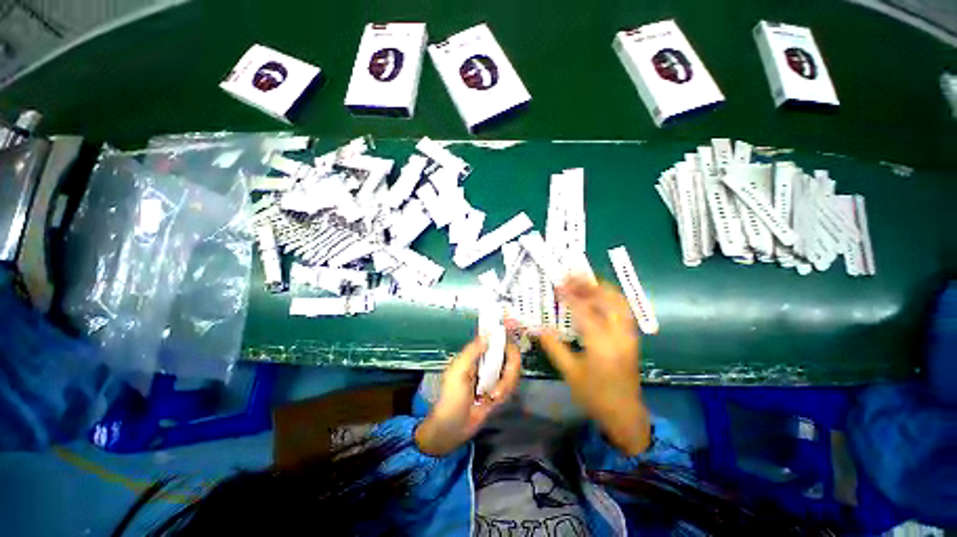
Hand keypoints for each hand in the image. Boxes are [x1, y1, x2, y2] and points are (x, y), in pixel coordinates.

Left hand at [415, 335, 521, 455]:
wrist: (453, 427)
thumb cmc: (451, 398)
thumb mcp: (458, 372)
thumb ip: (472, 352)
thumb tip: (487, 335)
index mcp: (476, 355)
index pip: (496, 341)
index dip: (506, 342)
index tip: (512, 349)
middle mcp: (488, 363)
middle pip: (510, 356)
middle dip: (510, 371)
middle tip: (499, 387)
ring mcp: (495, 377)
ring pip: (513, 372)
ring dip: (506, 385)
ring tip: (492, 397)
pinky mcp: (500, 390)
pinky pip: (511, 386)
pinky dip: (505, 393)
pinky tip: (493, 400)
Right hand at [538, 276, 650, 454]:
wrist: (625, 414)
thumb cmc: (595, 395)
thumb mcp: (570, 372)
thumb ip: (554, 347)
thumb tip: (537, 328)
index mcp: (602, 345)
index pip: (585, 312)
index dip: (570, 296)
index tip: (558, 285)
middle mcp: (619, 335)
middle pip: (609, 300)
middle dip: (590, 285)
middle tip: (571, 277)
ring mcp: (629, 335)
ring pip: (620, 302)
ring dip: (602, 288)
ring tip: (583, 282)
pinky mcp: (632, 337)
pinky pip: (623, 310)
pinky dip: (610, 298)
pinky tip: (597, 297)